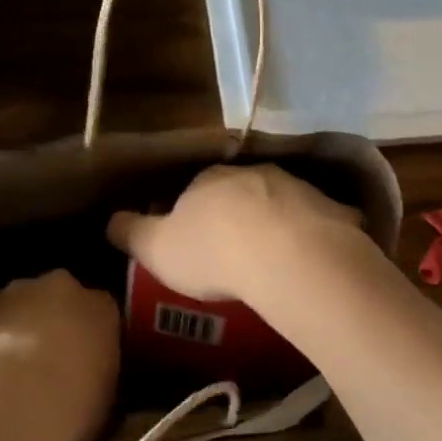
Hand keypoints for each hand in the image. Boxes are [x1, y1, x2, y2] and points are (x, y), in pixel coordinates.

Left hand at [0, 271, 119, 440]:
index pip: (102, 314)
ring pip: (22, 305)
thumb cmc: (75, 403)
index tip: (85, 365)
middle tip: (48, 366)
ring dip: (20, 328)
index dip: (92, 339)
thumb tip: (89, 388)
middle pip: (62, 300)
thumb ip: (100, 381)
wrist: (16, 398)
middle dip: (56, 324)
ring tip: (12, 374)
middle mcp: (65, 288)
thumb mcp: (106, 400)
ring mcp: (20, 292)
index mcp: (103, 307)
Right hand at [107, 164, 371, 304]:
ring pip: (279, 204)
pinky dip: (310, 239)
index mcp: (208, 180)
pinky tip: (308, 266)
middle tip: (231, 253)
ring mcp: (296, 188)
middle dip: (234, 216)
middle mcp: (252, 174)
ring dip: (273, 225)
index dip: (190, 214)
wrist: (288, 256)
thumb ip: (131, 232)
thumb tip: (110, 220)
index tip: (191, 242)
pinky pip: (317, 224)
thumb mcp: (156, 248)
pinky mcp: (331, 210)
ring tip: (270, 261)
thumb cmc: (213, 251)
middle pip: (238, 193)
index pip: (193, 190)